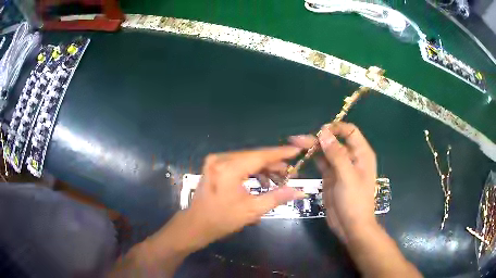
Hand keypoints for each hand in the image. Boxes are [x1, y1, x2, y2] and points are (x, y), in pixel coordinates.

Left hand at [181, 146, 306, 250]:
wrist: (197, 224)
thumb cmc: (223, 219)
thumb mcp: (252, 210)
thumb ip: (277, 197)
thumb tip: (300, 191)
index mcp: (229, 169)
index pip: (260, 156)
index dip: (280, 153)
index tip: (296, 150)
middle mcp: (221, 159)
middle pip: (254, 156)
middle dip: (273, 164)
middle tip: (288, 174)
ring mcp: (215, 160)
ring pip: (247, 159)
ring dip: (263, 168)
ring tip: (277, 181)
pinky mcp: (214, 165)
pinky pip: (238, 162)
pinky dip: (251, 170)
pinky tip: (261, 182)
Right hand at [289, 122, 376, 241]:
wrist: (350, 226)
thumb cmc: (355, 201)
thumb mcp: (347, 176)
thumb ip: (336, 154)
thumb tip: (324, 133)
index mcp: (361, 154)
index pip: (350, 131)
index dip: (336, 128)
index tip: (319, 132)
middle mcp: (351, 157)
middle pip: (334, 140)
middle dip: (318, 138)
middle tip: (297, 140)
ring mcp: (340, 167)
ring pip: (326, 151)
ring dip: (312, 146)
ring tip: (295, 144)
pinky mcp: (330, 176)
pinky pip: (321, 162)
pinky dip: (312, 157)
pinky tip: (301, 155)